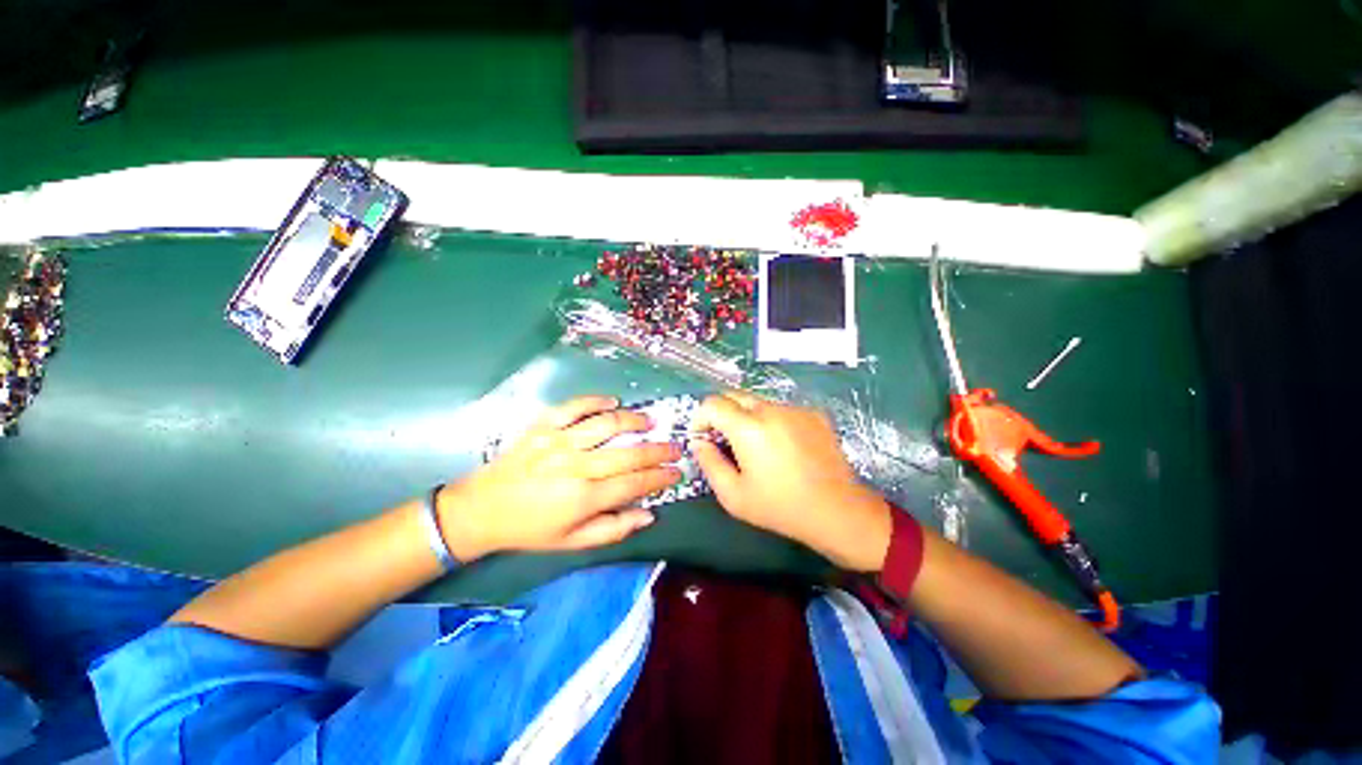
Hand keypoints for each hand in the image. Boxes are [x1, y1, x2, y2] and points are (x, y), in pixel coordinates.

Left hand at [437, 396, 682, 561]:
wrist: (481, 509)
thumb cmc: (530, 529)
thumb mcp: (572, 542)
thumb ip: (614, 528)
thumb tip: (649, 513)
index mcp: (583, 498)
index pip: (635, 483)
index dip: (660, 477)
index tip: (676, 471)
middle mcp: (575, 466)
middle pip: (629, 453)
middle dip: (658, 450)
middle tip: (675, 446)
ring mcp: (558, 441)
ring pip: (607, 423)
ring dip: (635, 420)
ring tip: (650, 421)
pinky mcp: (542, 425)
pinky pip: (575, 406)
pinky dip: (597, 401)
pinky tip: (613, 402)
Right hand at [690, 392, 891, 571]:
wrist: (837, 510)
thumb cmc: (780, 506)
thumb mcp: (733, 495)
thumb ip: (708, 463)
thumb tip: (699, 442)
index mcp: (748, 427)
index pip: (712, 404)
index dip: (700, 417)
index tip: (702, 437)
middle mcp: (771, 409)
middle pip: (734, 395)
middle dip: (722, 413)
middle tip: (724, 439)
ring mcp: (795, 409)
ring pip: (758, 402)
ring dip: (747, 417)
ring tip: (756, 446)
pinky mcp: (813, 413)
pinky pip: (782, 409)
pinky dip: (772, 421)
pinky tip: (783, 447)